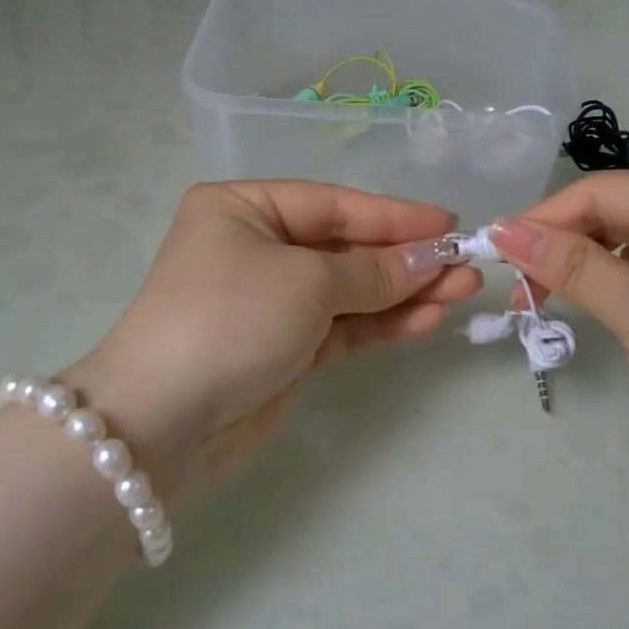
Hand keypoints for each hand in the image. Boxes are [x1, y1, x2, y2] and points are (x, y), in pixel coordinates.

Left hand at [68, 182, 480, 501]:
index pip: (333, 204)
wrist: (162, 423)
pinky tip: (428, 319)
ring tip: (462, 292)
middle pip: (345, 247)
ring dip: (403, 292)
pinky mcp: (284, 349)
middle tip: (466, 265)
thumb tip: (432, 258)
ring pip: (349, 290)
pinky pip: (342, 327)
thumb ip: (373, 271)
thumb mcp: (305, 283)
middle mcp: (256, 248)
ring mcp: (271, 302)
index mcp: (243, 208)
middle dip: (405, 258)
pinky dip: (382, 324)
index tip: (450, 223)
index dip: (394, 215)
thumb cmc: (229, 319)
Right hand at [487, 173, 628, 474]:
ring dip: (576, 266)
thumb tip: (500, 229)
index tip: (492, 253)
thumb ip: (571, 265)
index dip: (544, 219)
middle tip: (515, 289)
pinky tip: (580, 303)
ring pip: (620, 242)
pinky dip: (603, 284)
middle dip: (559, 245)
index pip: (603, 192)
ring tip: (537, 300)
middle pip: (611, 214)